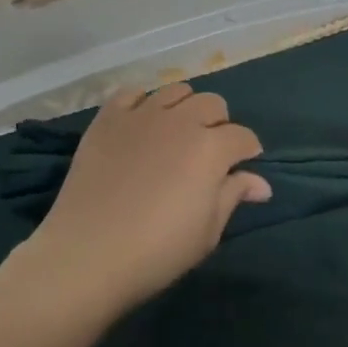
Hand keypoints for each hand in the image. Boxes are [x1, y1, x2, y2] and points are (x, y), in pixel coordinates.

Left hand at [23, 84, 269, 314]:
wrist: (87, 255)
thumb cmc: (157, 251)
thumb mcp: (208, 232)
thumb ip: (234, 196)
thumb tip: (261, 182)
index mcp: (211, 148)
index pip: (243, 137)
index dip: (248, 152)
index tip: (243, 167)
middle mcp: (180, 121)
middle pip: (212, 104)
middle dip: (219, 124)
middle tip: (210, 151)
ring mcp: (141, 116)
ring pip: (176, 91)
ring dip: (185, 108)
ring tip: (177, 132)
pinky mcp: (107, 119)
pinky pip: (131, 93)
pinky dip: (142, 103)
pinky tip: (141, 125)